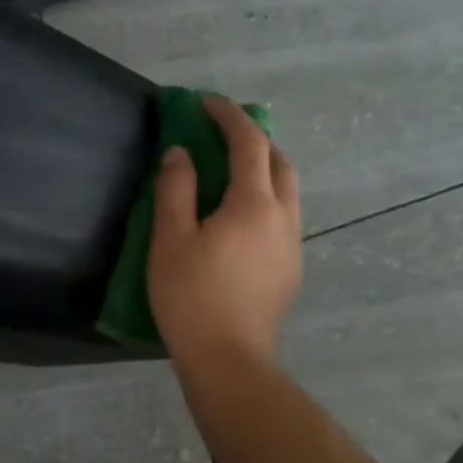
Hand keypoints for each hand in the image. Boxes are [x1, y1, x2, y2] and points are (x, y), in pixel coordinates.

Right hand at [147, 95, 302, 368]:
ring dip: (263, 169)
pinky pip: (284, 217)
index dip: (228, 116)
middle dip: (254, 139)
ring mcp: (292, 245)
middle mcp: (284, 216)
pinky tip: (239, 220)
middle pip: (279, 161)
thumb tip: (180, 153)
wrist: (228, 359)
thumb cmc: (192, 296)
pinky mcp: (290, 269)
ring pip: (287, 191)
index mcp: (254, 203)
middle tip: (221, 136)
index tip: (204, 102)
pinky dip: (265, 199)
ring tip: (231, 173)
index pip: (249, 142)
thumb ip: (176, 189)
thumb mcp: (170, 239)